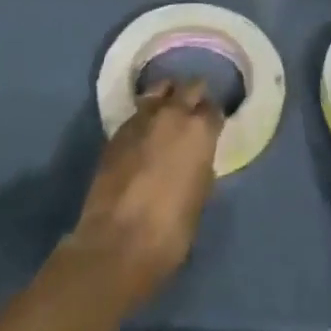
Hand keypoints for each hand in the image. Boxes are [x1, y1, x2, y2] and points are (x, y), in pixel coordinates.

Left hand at [69, 81, 222, 309]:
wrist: (117, 243)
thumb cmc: (170, 230)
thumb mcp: (200, 196)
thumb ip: (201, 164)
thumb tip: (197, 155)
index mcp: (200, 130)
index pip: (214, 108)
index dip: (213, 118)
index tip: (213, 126)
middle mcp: (173, 113)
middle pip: (189, 87)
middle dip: (194, 95)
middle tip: (194, 110)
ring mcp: (142, 118)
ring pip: (159, 90)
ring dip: (167, 97)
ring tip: (168, 111)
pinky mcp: (117, 131)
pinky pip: (138, 111)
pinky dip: (145, 116)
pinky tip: (145, 132)